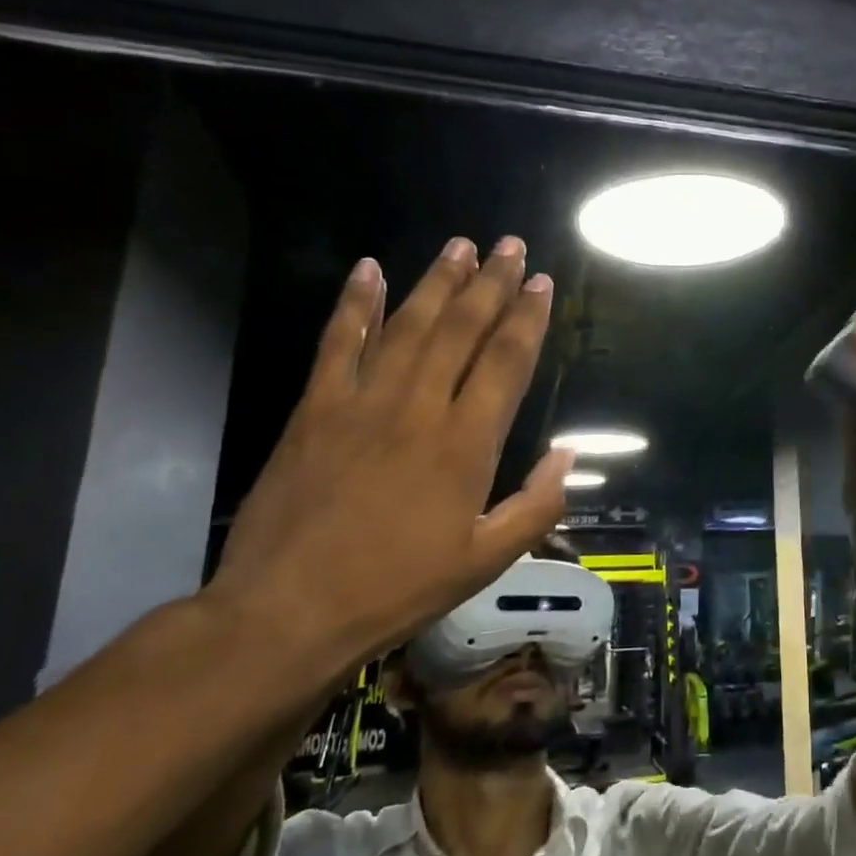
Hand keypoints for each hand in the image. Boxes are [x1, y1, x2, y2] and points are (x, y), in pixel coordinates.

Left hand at [213, 237, 572, 668]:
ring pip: (408, 325)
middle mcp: (419, 408)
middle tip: (510, 246)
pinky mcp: (315, 409)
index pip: (506, 362)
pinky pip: (338, 344)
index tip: (541, 283)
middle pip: (462, 330)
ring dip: (437, 281)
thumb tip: (566, 454)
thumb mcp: (486, 560)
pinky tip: (368, 270)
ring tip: (461, 245)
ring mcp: (362, 402)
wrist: (289, 610)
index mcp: (466, 444)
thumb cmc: (399, 587)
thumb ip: (537, 504)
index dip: (527, 318)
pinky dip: (355, 305)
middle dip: (491, 284)